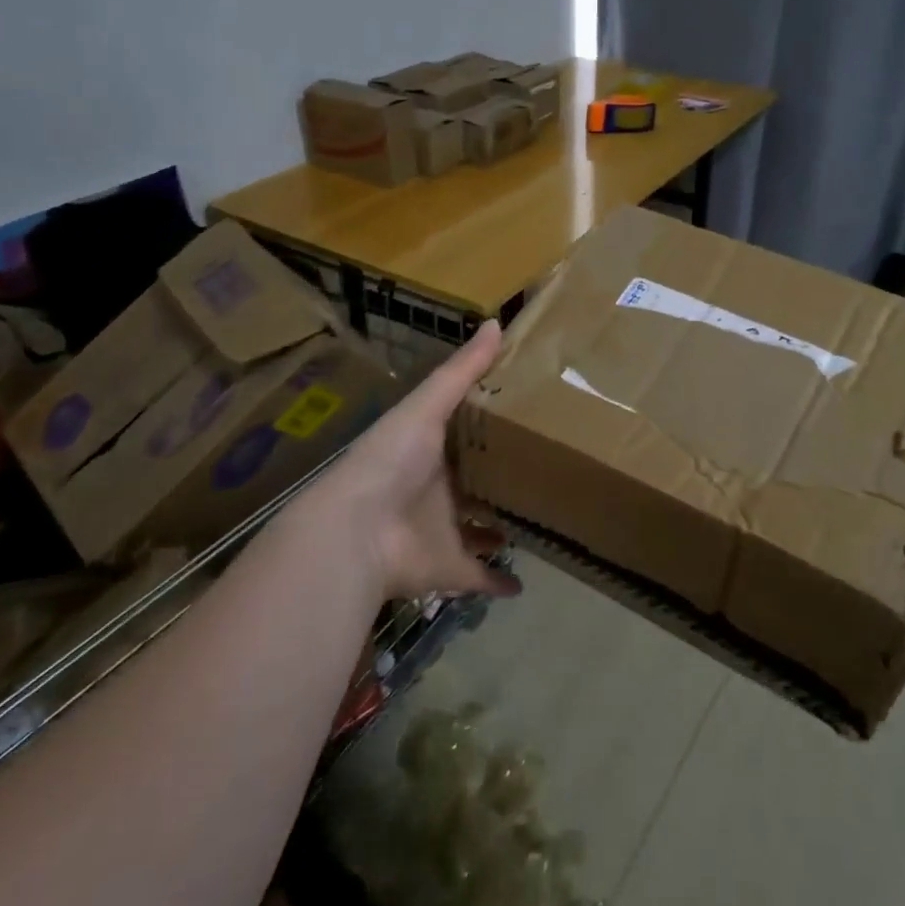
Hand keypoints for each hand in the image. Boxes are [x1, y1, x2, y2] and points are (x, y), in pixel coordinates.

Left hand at [298, 321, 521, 603]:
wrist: (355, 534)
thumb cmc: (390, 462)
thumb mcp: (426, 407)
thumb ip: (461, 371)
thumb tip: (497, 322)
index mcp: (431, 450)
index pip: (466, 433)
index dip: (493, 424)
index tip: (533, 412)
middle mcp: (438, 490)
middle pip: (476, 482)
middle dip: (503, 478)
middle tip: (549, 468)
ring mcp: (443, 532)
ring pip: (479, 529)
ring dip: (501, 528)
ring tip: (542, 519)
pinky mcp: (448, 570)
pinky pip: (477, 578)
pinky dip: (497, 582)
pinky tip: (523, 583)